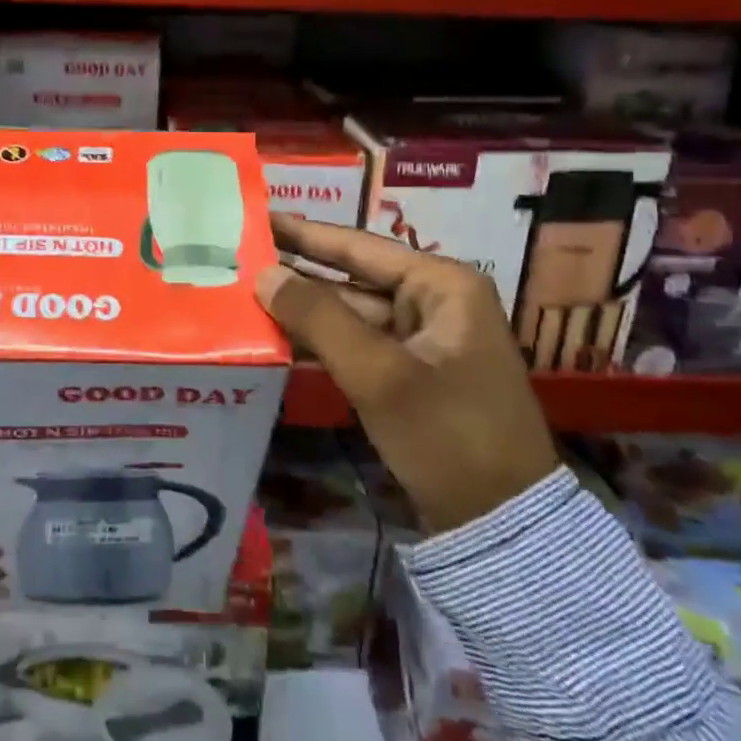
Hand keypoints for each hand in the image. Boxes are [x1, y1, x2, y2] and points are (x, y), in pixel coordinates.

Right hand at [257, 215, 557, 533]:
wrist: (501, 525)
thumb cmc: (448, 435)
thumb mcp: (380, 374)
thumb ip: (319, 318)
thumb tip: (263, 275)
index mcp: (442, 285)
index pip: (359, 246)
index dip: (304, 232)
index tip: (258, 216)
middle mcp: (433, 302)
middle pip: (351, 278)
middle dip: (297, 273)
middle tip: (239, 256)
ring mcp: (421, 340)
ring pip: (349, 314)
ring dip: (303, 310)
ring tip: (243, 293)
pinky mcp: (409, 374)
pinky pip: (356, 345)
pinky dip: (319, 342)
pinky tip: (274, 336)